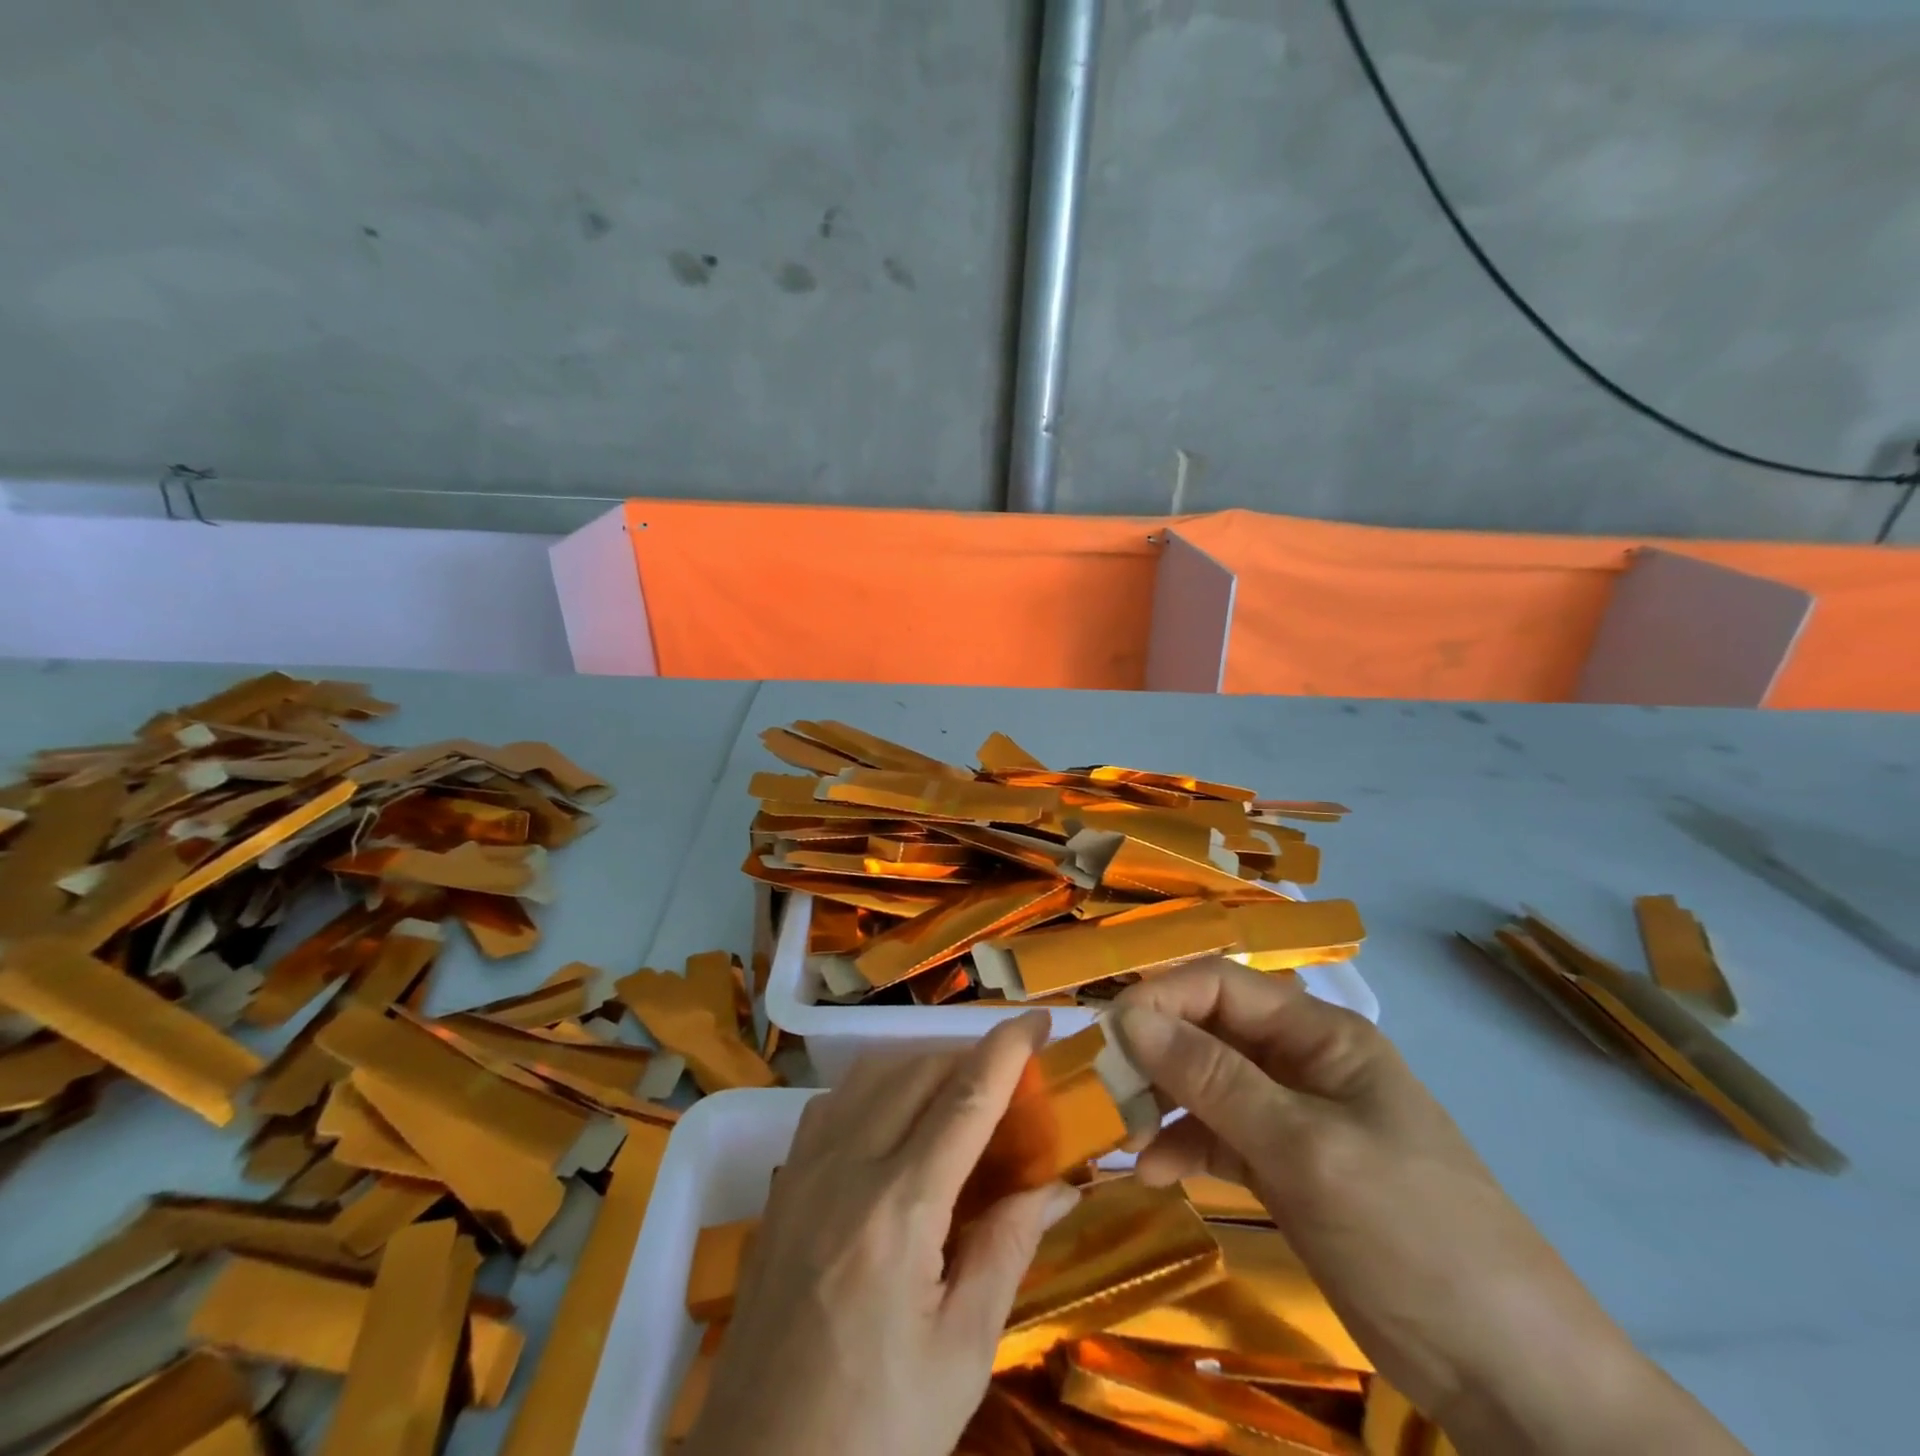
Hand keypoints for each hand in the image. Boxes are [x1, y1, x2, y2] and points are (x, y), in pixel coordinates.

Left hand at [683, 1012, 1079, 1455]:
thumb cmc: (876, 1431)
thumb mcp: (961, 1353)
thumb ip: (1008, 1248)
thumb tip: (1057, 1184)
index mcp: (899, 1211)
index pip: (965, 1100)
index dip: (1007, 1050)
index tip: (1039, 1019)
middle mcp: (846, 1168)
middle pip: (918, 1072)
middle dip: (970, 1057)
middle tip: (1010, 1077)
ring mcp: (803, 1171)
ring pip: (871, 1075)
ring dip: (922, 1066)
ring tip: (958, 1094)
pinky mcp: (781, 1186)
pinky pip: (834, 1103)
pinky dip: (875, 1088)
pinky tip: (893, 1120)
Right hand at [1114, 961, 1745, 1455]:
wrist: (1510, 1376)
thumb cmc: (1411, 1234)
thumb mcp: (1303, 1149)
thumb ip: (1212, 1078)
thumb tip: (1129, 1018)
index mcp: (1318, 1034)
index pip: (1220, 985)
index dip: (1160, 999)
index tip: (1107, 1036)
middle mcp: (1300, 1061)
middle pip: (1208, 1032)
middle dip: (1153, 1053)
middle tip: (1101, 1088)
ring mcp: (1293, 1116)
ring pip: (1205, 1083)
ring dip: (1161, 1101)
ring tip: (1118, 1134)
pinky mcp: (1287, 1168)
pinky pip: (1218, 1135)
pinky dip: (1182, 1146)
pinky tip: (1152, 1171)